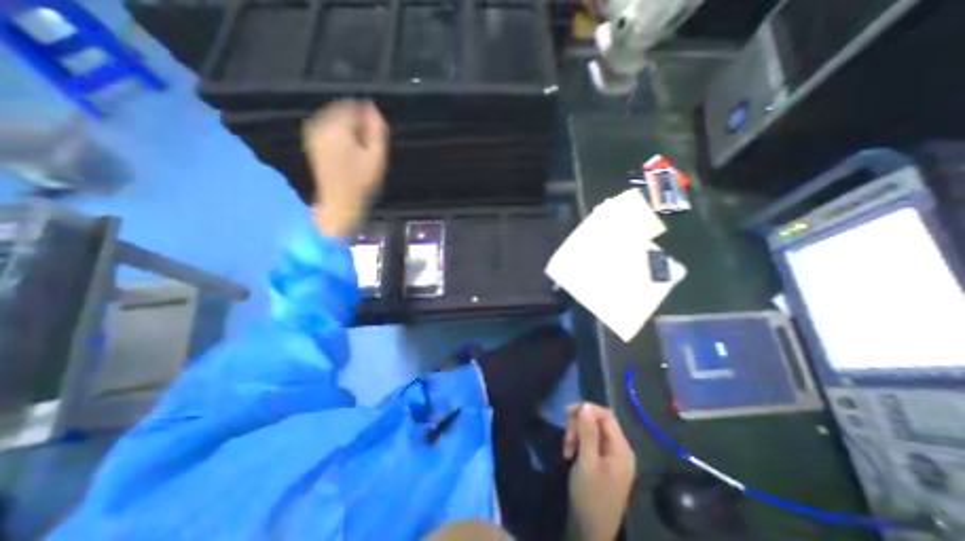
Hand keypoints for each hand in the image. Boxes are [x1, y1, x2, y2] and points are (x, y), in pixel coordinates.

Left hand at [304, 99, 387, 238]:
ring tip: (358, 148)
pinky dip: (338, 132)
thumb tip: (372, 107)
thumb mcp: (376, 156)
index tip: (374, 135)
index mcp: (337, 127)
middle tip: (367, 144)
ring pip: (334, 117)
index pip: (353, 106)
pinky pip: (326, 126)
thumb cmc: (361, 182)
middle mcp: (320, 124)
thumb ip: (376, 129)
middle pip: (341, 109)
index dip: (367, 118)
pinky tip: (347, 150)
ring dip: (347, 127)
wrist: (339, 202)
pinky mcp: (311, 141)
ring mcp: (312, 132)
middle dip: (356, 121)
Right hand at [562, 402, 638, 540]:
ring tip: (567, 451)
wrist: (591, 533)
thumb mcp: (586, 462)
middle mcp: (619, 449)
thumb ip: (587, 432)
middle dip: (578, 426)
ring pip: (591, 431)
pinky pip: (590, 443)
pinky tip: (570, 455)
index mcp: (621, 448)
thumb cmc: (590, 497)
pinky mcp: (603, 462)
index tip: (566, 412)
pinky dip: (578, 444)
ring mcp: (611, 457)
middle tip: (566, 440)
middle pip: (597, 422)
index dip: (586, 409)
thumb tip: (586, 405)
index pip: (606, 415)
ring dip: (576, 435)